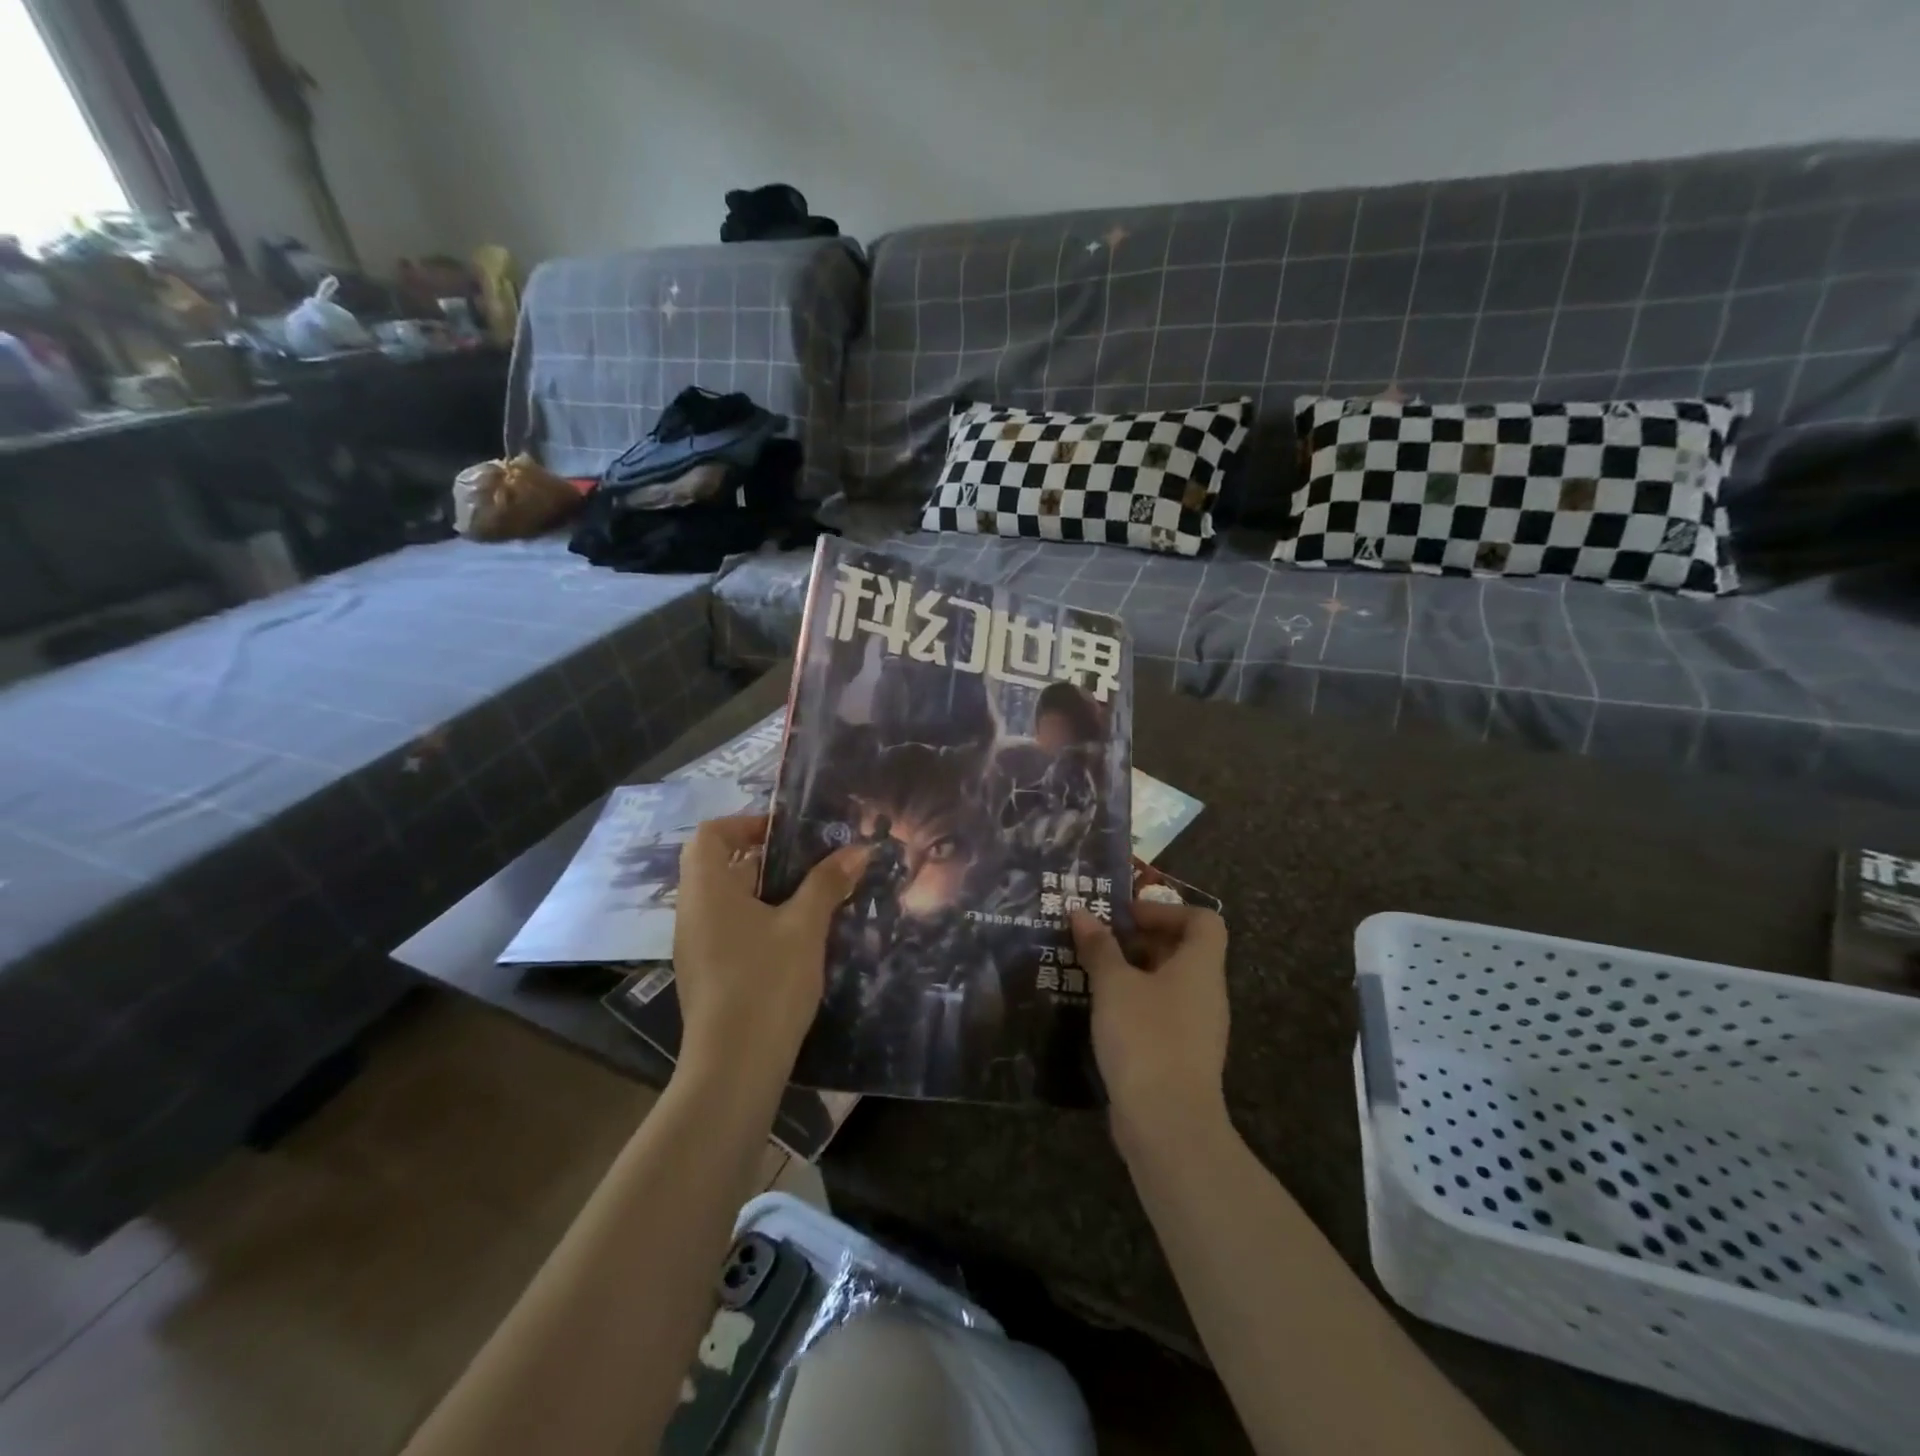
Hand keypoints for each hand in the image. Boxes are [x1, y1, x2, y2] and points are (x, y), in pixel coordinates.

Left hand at [673, 814, 870, 1081]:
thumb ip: (828, 883)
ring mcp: (695, 946)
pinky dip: (757, 920)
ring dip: (764, 891)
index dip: (745, 824)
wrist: (734, 1067)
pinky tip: (794, 938)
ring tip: (810, 897)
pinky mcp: (706, 974)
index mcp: (707, 890)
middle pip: (718, 865)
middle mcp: (692, 912)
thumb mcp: (805, 926)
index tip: (786, 834)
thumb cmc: (766, 983)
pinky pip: (728, 929)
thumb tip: (858, 849)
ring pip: (726, 900)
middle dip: (765, 858)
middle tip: (809, 862)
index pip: (711, 834)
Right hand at [1071, 900, 1230, 1158]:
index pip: (1203, 920)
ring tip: (1089, 972)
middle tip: (1097, 940)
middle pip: (1182, 950)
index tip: (1126, 917)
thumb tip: (1081, 912)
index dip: (1166, 910)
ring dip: (1131, 973)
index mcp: (1200, 967)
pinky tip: (1099, 1013)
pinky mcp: (1181, 1057)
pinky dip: (1132, 1004)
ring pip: (1167, 985)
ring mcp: (1196, 1028)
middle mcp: (1206, 993)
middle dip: (1139, 940)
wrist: (1168, 1123)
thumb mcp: (1114, 985)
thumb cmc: (1145, 1037)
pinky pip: (1159, 1014)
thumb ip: (1099, 947)